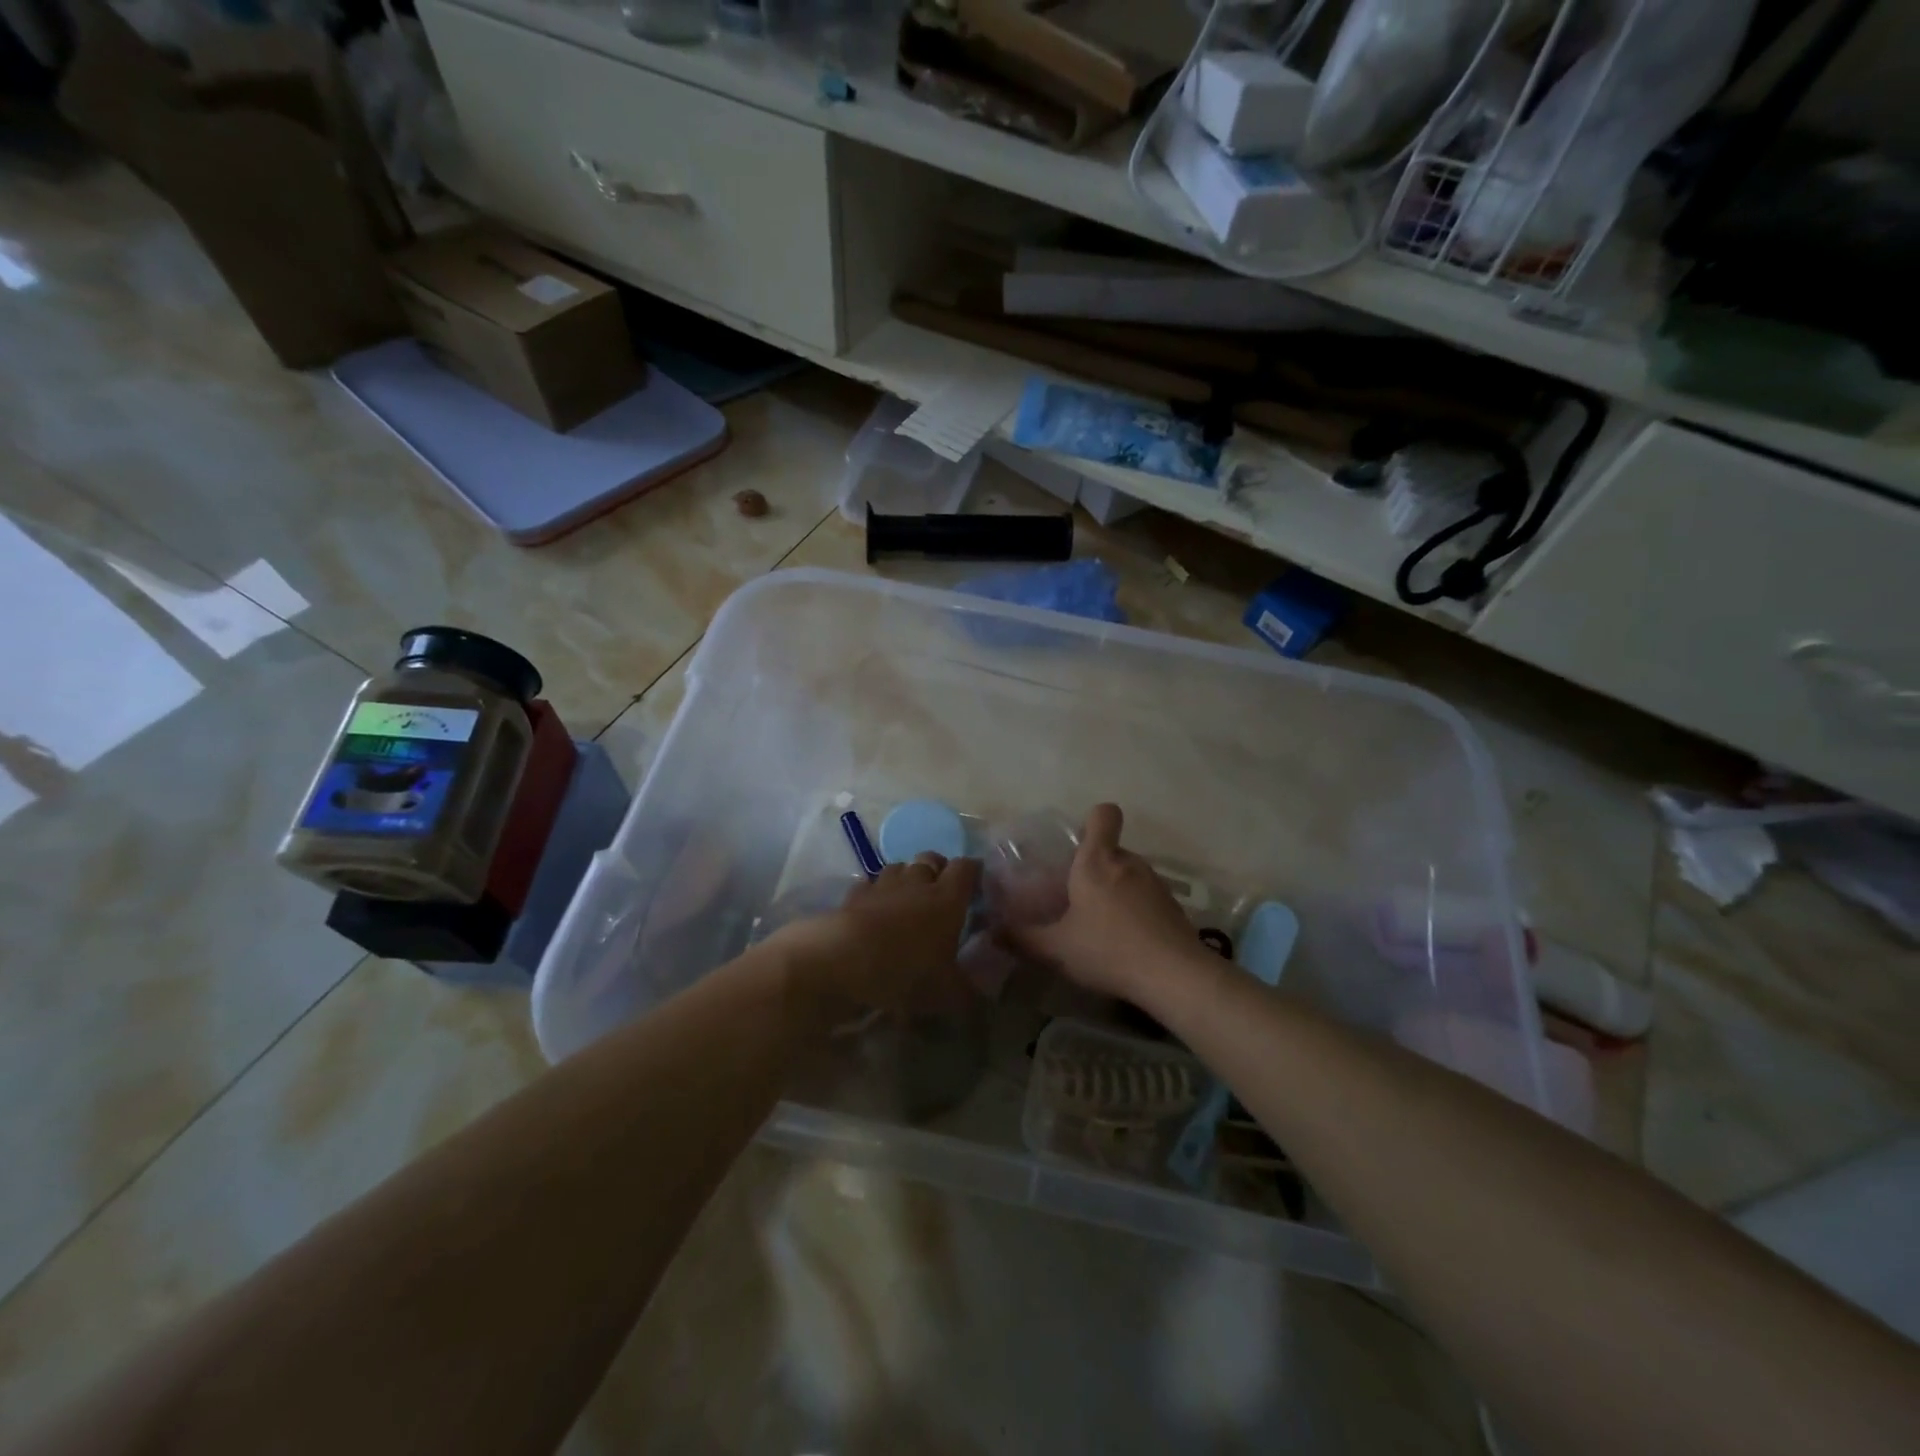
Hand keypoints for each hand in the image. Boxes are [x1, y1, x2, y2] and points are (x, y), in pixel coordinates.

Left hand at [769, 853, 981, 1013]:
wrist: (843, 961)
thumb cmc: (905, 972)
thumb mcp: (946, 994)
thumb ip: (969, 992)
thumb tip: (984, 996)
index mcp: (948, 899)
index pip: (967, 868)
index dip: (973, 872)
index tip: (977, 883)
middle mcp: (917, 883)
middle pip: (931, 858)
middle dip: (939, 869)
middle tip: (941, 891)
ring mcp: (883, 885)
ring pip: (900, 867)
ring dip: (907, 877)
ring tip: (908, 897)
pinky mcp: (854, 895)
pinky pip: (870, 884)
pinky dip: (876, 891)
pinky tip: (875, 908)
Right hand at [1004, 804, 1207, 1001]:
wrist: (1174, 976)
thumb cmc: (1108, 950)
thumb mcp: (1056, 949)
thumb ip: (1022, 938)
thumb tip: (992, 932)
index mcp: (1097, 861)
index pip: (1103, 814)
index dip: (1091, 821)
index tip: (1076, 845)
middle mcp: (1128, 863)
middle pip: (1111, 849)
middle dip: (1094, 868)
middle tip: (1075, 898)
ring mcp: (1155, 883)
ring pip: (1128, 875)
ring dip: (1115, 891)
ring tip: (1099, 925)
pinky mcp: (1173, 906)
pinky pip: (1146, 897)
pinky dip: (1135, 911)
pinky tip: (1125, 942)